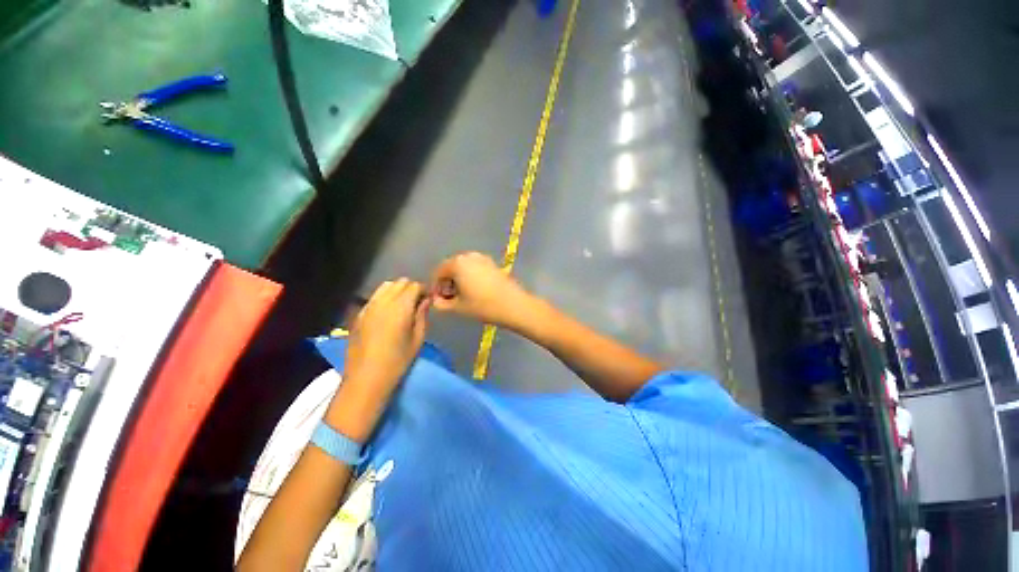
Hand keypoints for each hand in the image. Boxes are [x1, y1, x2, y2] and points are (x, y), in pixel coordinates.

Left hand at [343, 279, 428, 408]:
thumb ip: (422, 315)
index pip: (414, 286)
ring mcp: (368, 306)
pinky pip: (375, 296)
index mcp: (400, 307)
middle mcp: (383, 302)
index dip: (424, 290)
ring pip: (386, 286)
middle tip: (417, 303)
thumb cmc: (397, 360)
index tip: (427, 301)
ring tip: (403, 306)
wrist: (366, 378)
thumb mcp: (418, 339)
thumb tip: (425, 301)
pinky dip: (385, 297)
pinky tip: (388, 312)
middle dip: (411, 288)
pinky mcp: (359, 314)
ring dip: (397, 291)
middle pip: (400, 282)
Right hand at [430, 252, 536, 330]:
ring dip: (458, 279)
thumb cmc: (483, 306)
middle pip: (451, 267)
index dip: (435, 286)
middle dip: (446, 282)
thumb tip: (435, 301)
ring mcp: (483, 258)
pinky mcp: (493, 264)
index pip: (438, 272)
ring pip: (463, 267)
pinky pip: (475, 268)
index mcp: (457, 263)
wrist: (513, 305)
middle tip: (448, 298)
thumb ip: (441, 304)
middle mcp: (469, 256)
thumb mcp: (458, 307)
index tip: (436, 300)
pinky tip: (474, 291)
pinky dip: (470, 277)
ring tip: (461, 296)